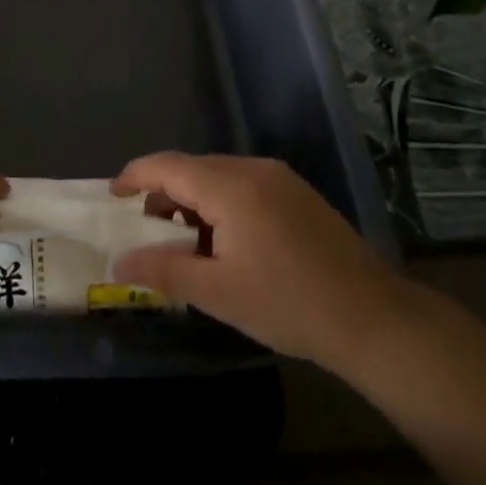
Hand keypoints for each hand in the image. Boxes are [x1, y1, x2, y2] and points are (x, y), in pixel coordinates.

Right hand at [111, 153, 409, 367]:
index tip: (112, 197)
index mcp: (230, 186)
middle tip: (148, 235)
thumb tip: (119, 261)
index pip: (167, 166)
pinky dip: (221, 205)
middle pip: (191, 168)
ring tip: (187, 246)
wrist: (373, 318)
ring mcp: (280, 178)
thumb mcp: (217, 292)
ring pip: (218, 177)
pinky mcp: (297, 193)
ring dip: (193, 202)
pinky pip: (243, 185)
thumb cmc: (288, 304)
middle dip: (163, 196)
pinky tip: (226, 244)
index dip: (134, 177)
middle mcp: (253, 169)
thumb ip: (163, 270)